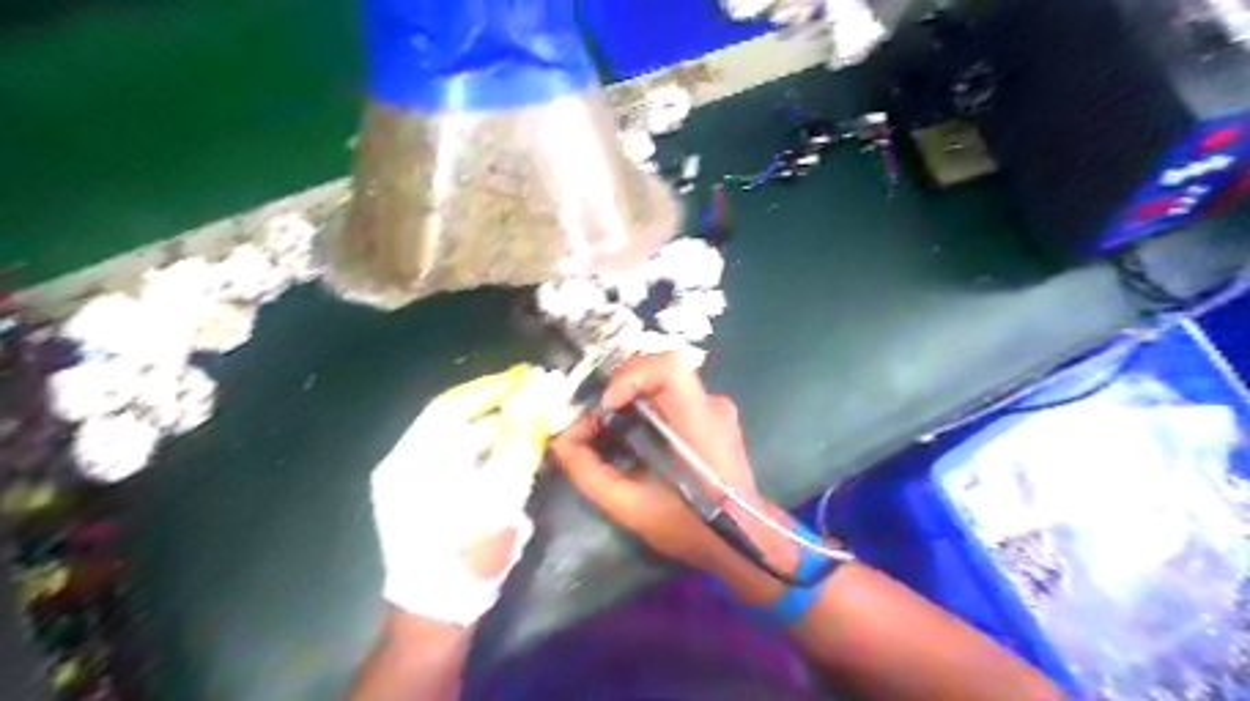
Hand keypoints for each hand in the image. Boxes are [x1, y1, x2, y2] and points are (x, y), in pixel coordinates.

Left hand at [368, 365, 559, 627]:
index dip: (490, 387)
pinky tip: (516, 447)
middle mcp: (407, 464)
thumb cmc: (466, 556)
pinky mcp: (428, 496)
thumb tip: (536, 399)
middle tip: (536, 393)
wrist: (439, 615)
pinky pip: (462, 459)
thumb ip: (517, 445)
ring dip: (498, 427)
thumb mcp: (497, 498)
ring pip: (462, 439)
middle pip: (457, 420)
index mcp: (412, 461)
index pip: (451, 405)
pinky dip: (490, 449)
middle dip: (499, 405)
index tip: (526, 376)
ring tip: (533, 416)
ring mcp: (415, 482)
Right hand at [548, 351, 768, 575]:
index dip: (631, 375)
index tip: (607, 406)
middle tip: (595, 422)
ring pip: (662, 384)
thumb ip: (590, 474)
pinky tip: (633, 439)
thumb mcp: (631, 507)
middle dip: (618, 389)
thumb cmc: (691, 526)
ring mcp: (714, 407)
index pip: (670, 367)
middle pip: (658, 371)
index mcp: (698, 422)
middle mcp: (710, 404)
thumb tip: (560, 444)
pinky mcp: (712, 416)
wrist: (744, 539)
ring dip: (629, 400)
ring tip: (608, 433)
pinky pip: (671, 398)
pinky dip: (644, 409)